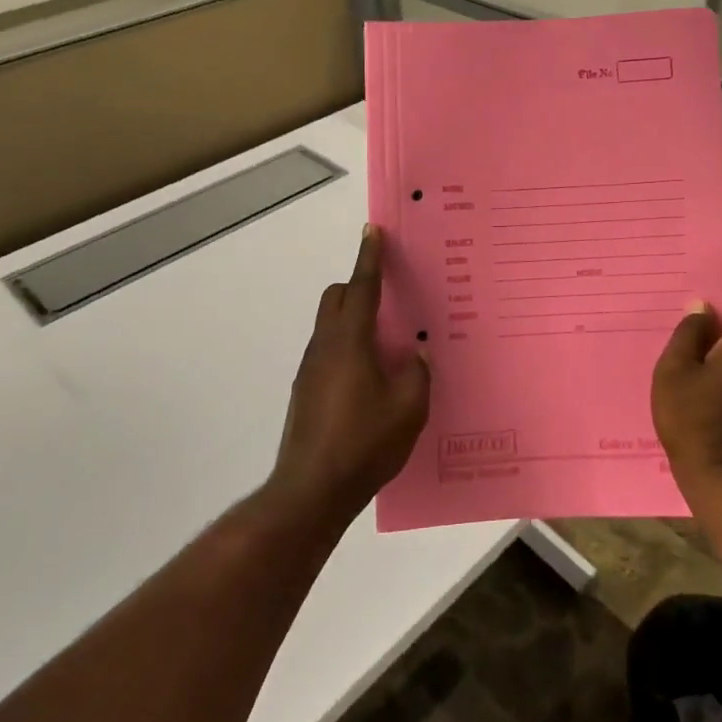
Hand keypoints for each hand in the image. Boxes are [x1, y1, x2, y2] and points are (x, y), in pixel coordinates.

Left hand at [269, 225, 429, 524]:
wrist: (311, 490)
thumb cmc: (364, 443)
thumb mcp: (409, 408)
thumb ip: (416, 374)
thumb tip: (414, 356)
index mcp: (350, 341)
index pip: (361, 287)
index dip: (369, 257)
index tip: (372, 230)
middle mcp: (325, 347)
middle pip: (336, 298)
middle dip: (358, 286)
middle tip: (389, 298)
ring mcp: (310, 370)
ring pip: (330, 326)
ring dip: (354, 320)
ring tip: (387, 344)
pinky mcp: (305, 392)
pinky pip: (328, 352)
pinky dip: (347, 348)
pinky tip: (369, 380)